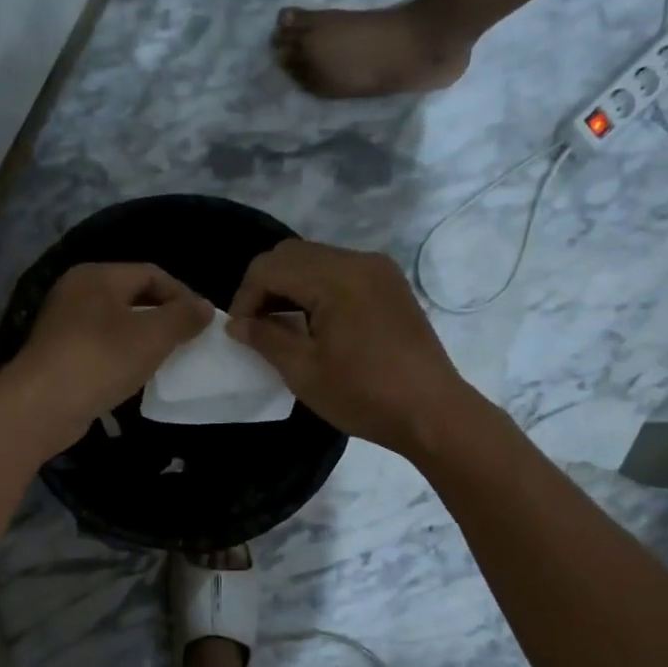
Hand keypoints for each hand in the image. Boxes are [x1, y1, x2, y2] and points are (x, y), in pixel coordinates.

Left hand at [0, 262, 212, 455]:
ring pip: (117, 324)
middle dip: (163, 317)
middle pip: (132, 297)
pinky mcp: (60, 355)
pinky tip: (136, 377)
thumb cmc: (101, 360)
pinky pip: (102, 348)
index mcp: (97, 276)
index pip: (151, 273)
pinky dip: (123, 357)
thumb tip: (204, 307)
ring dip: (144, 340)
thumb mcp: (152, 336)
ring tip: (167, 360)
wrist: (42, 405)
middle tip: (188, 341)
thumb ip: (183, 317)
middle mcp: (77, 292)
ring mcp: (64, 324)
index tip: (203, 323)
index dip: (182, 295)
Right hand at [227, 240, 471, 456]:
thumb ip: (265, 338)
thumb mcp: (304, 371)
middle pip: (292, 254)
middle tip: (256, 326)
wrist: (431, 412)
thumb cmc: (363, 395)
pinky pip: (339, 271)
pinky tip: (312, 323)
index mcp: (336, 278)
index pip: (271, 267)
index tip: (240, 332)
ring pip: (315, 260)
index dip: (245, 296)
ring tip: (280, 326)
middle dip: (265, 286)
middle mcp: (358, 261)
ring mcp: (378, 270)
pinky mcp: (389, 284)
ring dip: (290, 286)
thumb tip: (236, 324)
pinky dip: (316, 288)